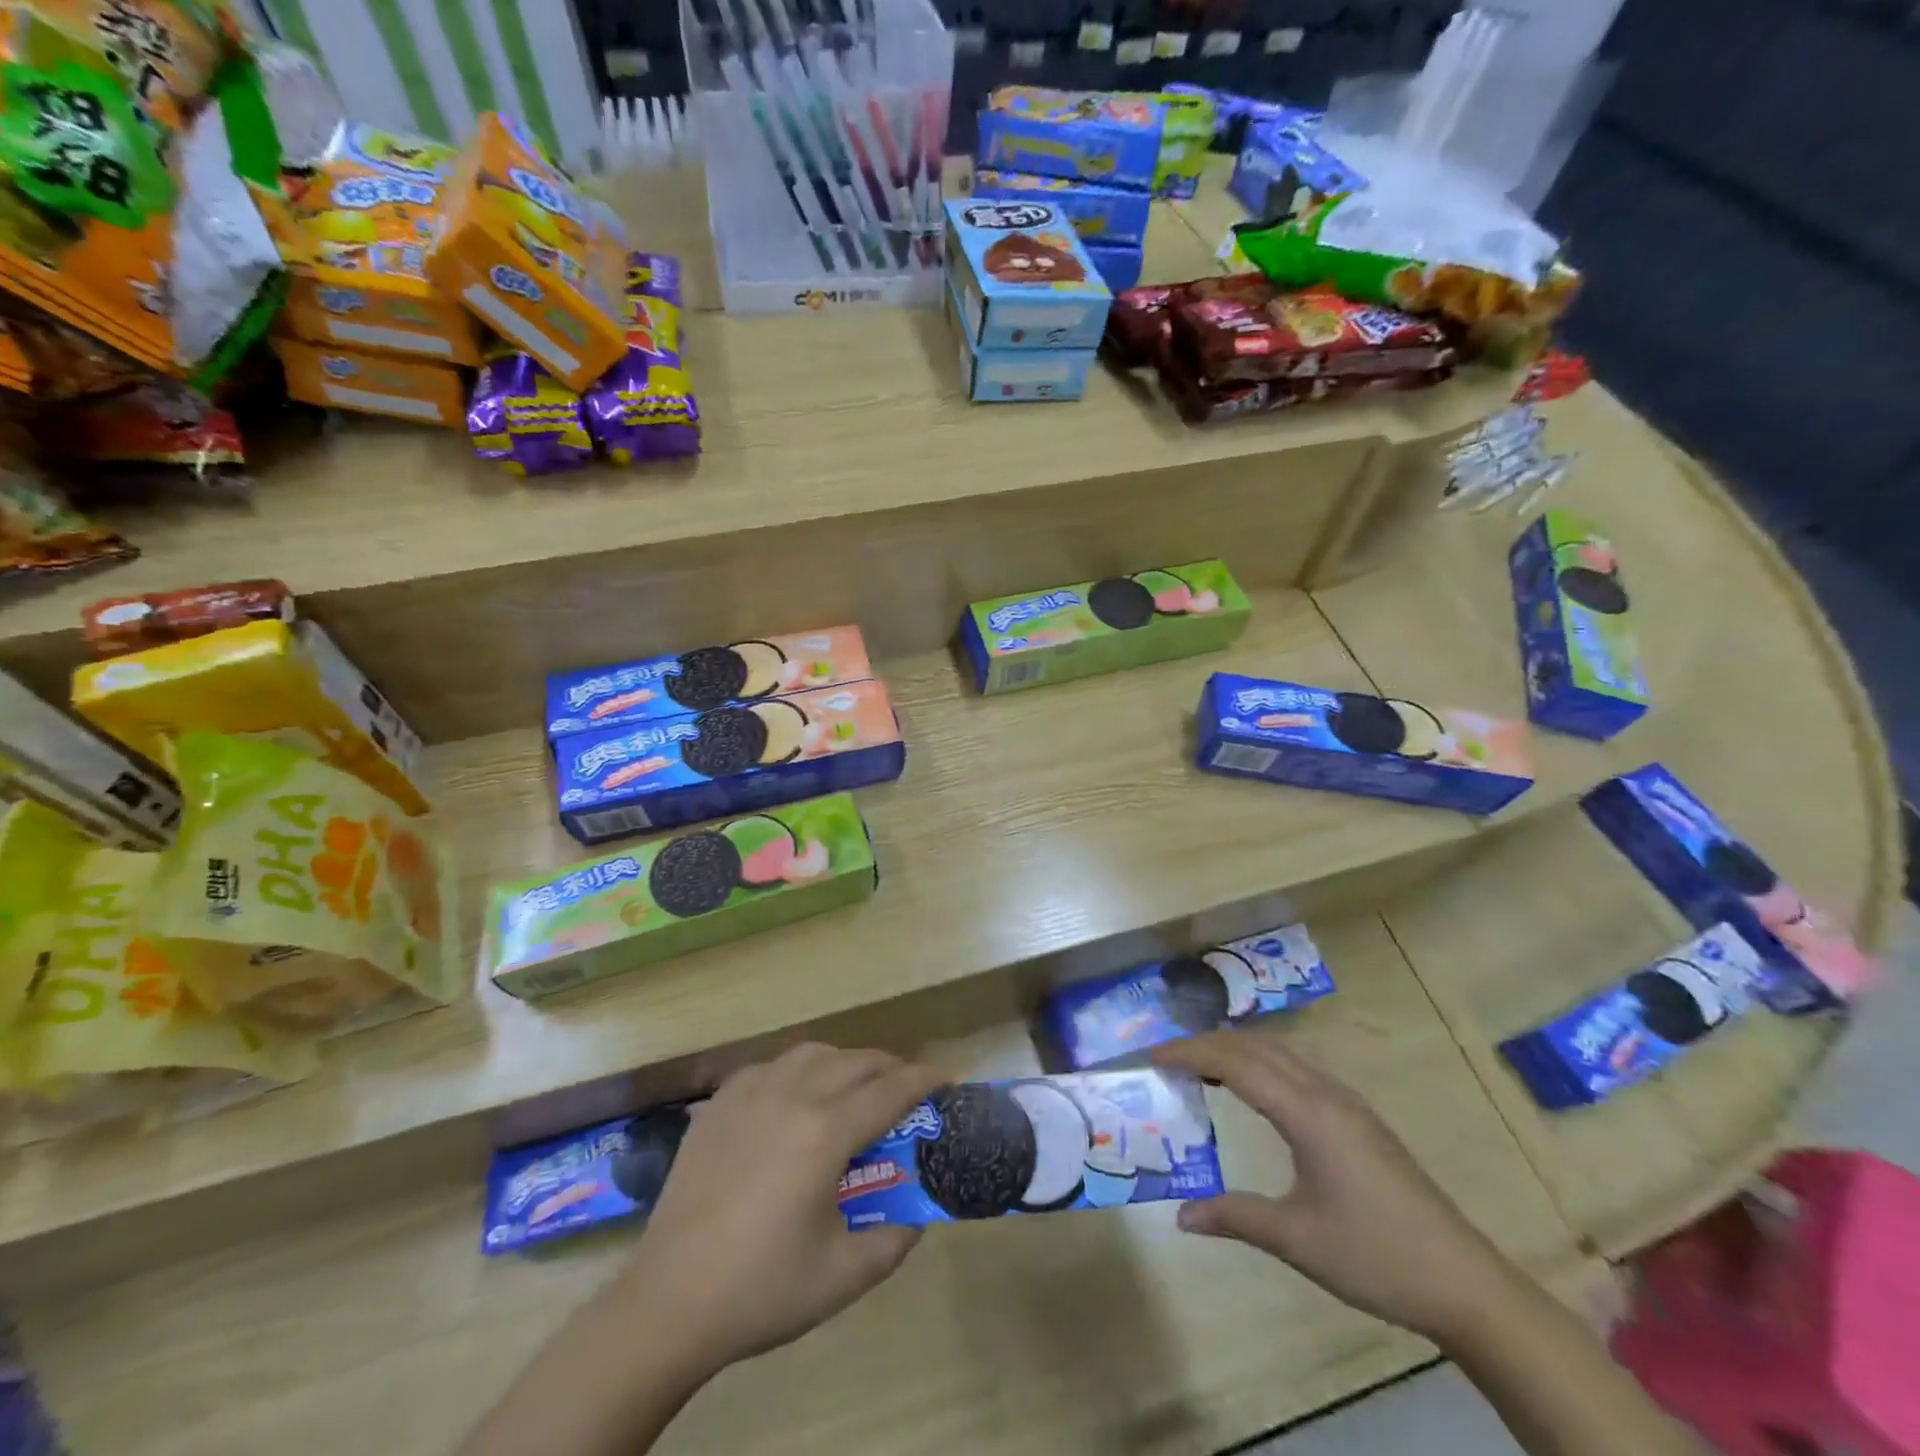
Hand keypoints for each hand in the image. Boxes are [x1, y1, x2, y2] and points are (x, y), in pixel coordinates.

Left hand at [617, 1043, 942, 1376]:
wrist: (669, 1301)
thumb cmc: (761, 1290)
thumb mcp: (844, 1277)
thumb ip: (894, 1241)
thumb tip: (918, 1216)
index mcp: (825, 1132)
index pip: (891, 1090)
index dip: (926, 1080)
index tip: (950, 1078)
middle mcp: (792, 1095)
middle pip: (856, 1061)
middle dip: (891, 1068)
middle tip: (908, 1090)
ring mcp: (751, 1093)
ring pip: (814, 1053)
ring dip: (846, 1062)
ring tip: (856, 1087)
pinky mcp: (720, 1103)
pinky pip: (772, 1066)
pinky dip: (800, 1070)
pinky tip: (798, 1096)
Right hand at [1154, 1030, 1523, 1343]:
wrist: (1464, 1281)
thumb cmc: (1376, 1257)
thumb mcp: (1297, 1240)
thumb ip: (1235, 1216)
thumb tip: (1180, 1215)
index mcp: (1307, 1113)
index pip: (1235, 1063)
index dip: (1190, 1053)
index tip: (1151, 1055)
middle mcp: (1325, 1094)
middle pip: (1256, 1047)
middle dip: (1207, 1043)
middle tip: (1167, 1058)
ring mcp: (1347, 1103)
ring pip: (1280, 1052)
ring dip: (1237, 1049)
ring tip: (1200, 1065)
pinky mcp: (1359, 1117)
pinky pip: (1299, 1068)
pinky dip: (1263, 1063)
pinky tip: (1254, 1088)